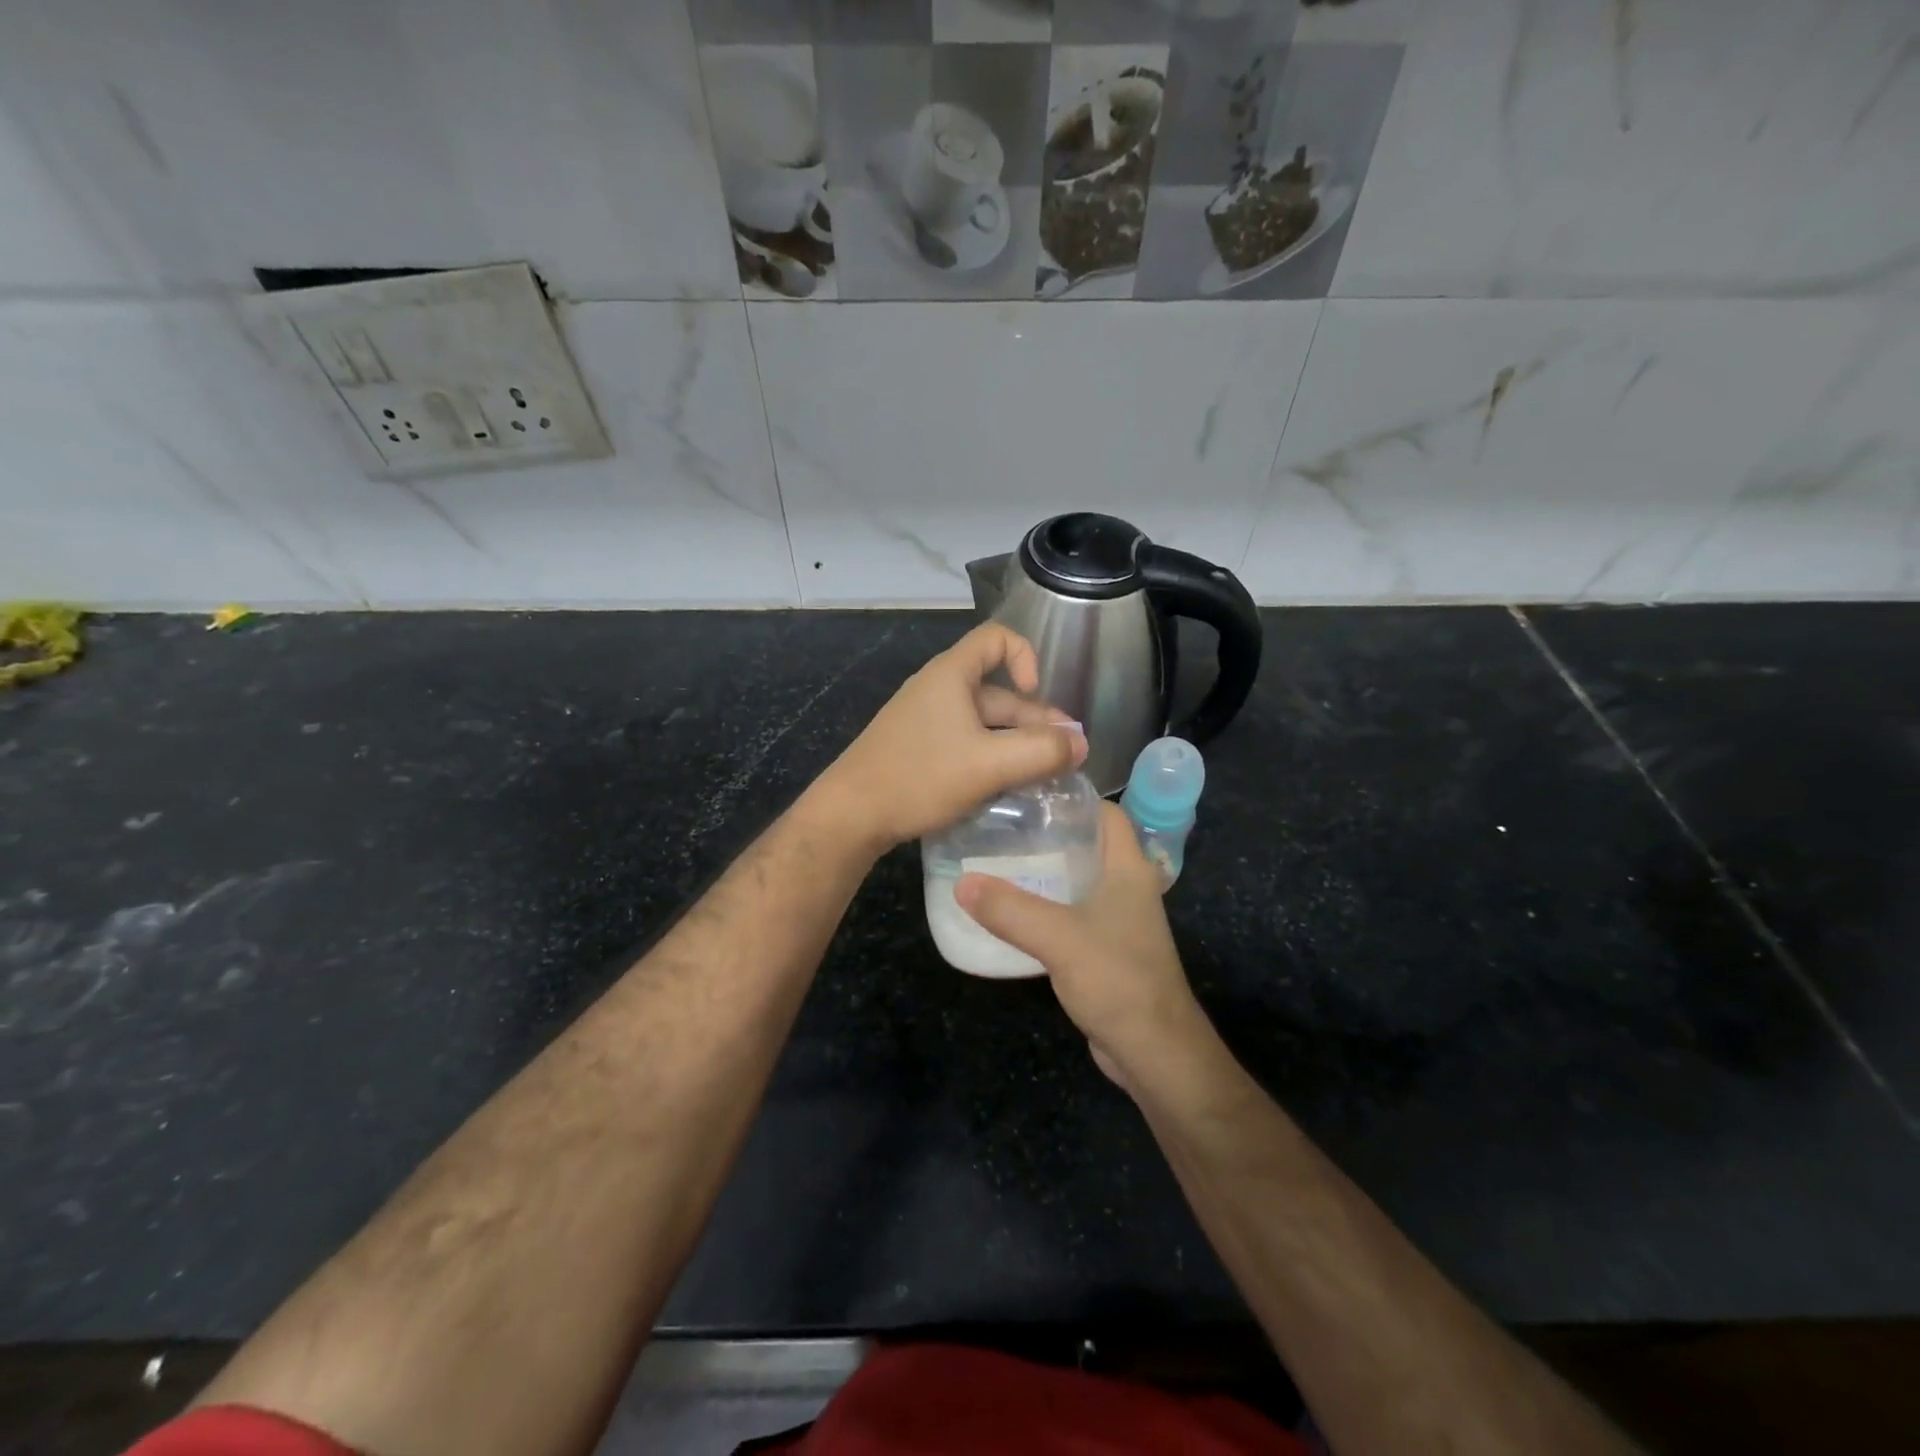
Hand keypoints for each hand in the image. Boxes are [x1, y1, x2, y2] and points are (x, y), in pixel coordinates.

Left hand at [818, 623, 1086, 851]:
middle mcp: (939, 689)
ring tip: (1042, 777)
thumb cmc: (919, 777)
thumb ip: (1041, 752)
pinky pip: (966, 742)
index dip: (1026, 656)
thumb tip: (1082, 744)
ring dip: (1016, 744)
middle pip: (998, 691)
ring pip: (984, 723)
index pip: (997, 638)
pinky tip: (1006, 787)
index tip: (1036, 695)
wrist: (850, 814)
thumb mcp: (989, 765)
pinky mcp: (918, 748)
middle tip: (1064, 759)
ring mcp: (926, 720)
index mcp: (952, 675)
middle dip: (1034, 721)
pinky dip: (992, 758)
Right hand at [956, 803, 1213, 1092]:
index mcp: (1128, 868)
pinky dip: (1044, 907)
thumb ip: (1009, 909)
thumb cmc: (1118, 979)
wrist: (1154, 1051)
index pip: (1106, 813)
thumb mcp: (1058, 938)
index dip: (1072, 797)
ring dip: (1043, 872)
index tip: (1027, 792)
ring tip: (995, 861)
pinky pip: (1071, 913)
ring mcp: (1118, 919)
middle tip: (999, 826)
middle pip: (1086, 843)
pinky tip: (1010, 911)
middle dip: (1046, 833)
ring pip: (1076, 880)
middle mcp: (1126, 886)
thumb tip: (961, 881)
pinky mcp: (1105, 948)